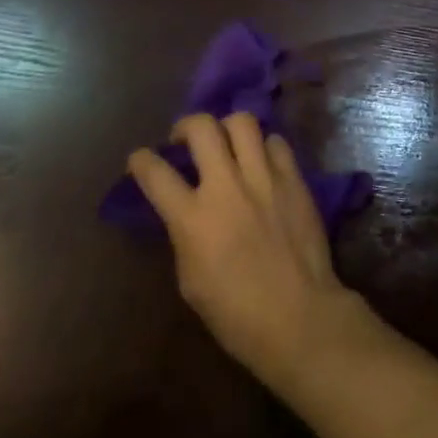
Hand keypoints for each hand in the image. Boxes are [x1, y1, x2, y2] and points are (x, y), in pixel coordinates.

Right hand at [129, 113, 371, 398]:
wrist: (298, 316)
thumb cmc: (236, 313)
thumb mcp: (190, 279)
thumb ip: (185, 234)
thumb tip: (186, 211)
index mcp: (192, 218)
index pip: (155, 173)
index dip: (140, 160)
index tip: (139, 158)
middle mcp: (226, 186)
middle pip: (201, 126)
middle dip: (186, 125)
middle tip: (185, 139)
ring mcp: (264, 177)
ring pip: (242, 121)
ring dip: (227, 127)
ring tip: (226, 142)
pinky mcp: (294, 178)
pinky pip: (276, 142)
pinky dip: (264, 147)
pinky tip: (262, 162)